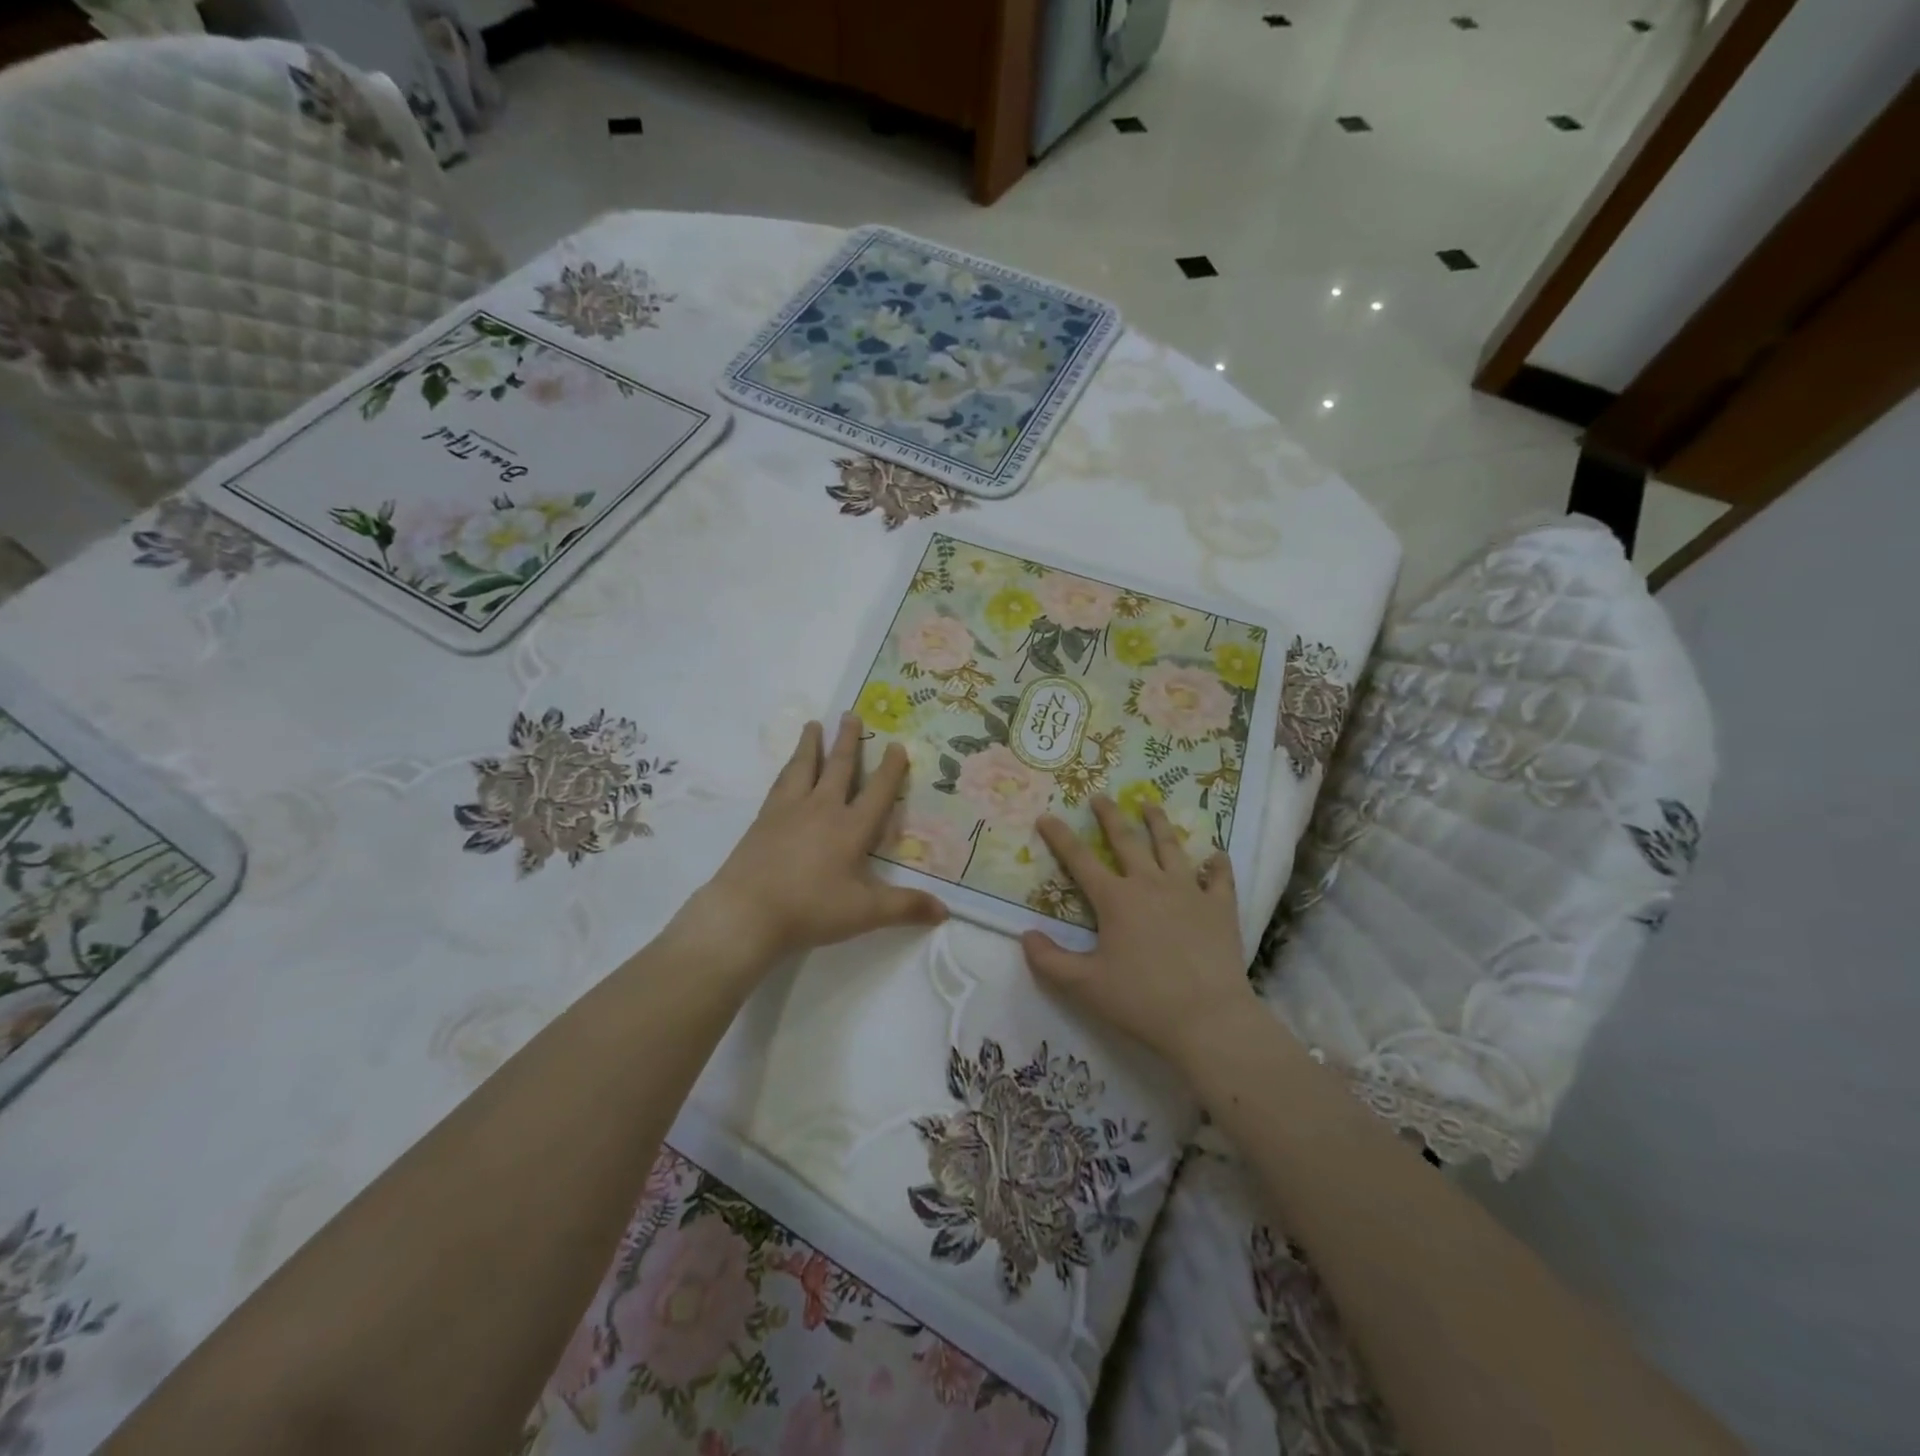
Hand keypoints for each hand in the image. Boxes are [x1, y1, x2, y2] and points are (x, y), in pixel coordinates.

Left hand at [696, 715, 946, 963]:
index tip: (897, 744)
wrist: (747, 912)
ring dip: (811, 745)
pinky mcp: (763, 820)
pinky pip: (780, 784)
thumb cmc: (811, 910)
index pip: (878, 792)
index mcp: (851, 828)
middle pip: (838, 767)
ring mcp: (788, 811)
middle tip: (851, 714)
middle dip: (848, 741)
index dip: (891, 769)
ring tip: (813, 724)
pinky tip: (787, 769)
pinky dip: (787, 769)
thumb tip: (946, 911)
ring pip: (803, 767)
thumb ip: (906, 907)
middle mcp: (821, 809)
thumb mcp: (865, 913)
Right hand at [1022, 796, 1259, 1071]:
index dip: (1059, 837)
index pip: (1079, 859)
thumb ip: (1050, 961)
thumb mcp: (1084, 986)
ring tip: (1149, 804)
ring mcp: (1188, 891)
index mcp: (1115, 899)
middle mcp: (1150, 884)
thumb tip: (1026, 936)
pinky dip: (1216, 864)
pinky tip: (1216, 855)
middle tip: (1100, 796)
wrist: (1207, 1019)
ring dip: (1158, 823)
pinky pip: (1219, 877)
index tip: (1046, 816)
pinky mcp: (1219, 907)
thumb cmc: (1141, 1000)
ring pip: (1171, 847)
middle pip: (1126, 840)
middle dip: (1109, 816)